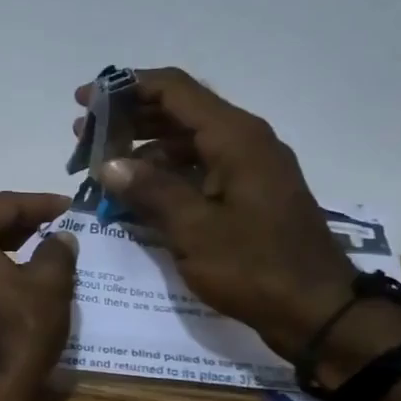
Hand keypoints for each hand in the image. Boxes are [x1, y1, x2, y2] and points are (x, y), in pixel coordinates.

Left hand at [0, 192, 77, 400]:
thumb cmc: (14, 331)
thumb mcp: (49, 286)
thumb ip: (56, 252)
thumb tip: (60, 237)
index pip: (2, 205)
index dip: (39, 203)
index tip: (68, 206)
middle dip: (17, 224)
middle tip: (51, 226)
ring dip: (0, 249)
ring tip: (35, 251)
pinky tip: (10, 283)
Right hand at [73, 68, 357, 358]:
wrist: (318, 312)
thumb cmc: (255, 267)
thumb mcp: (194, 230)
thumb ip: (149, 190)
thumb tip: (107, 163)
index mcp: (235, 138)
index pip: (174, 90)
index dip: (124, 87)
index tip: (83, 100)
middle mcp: (243, 142)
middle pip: (178, 112)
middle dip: (127, 118)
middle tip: (82, 135)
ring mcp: (247, 168)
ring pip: (184, 142)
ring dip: (141, 148)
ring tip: (100, 165)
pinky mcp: (245, 193)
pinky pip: (196, 168)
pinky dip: (162, 174)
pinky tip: (133, 192)